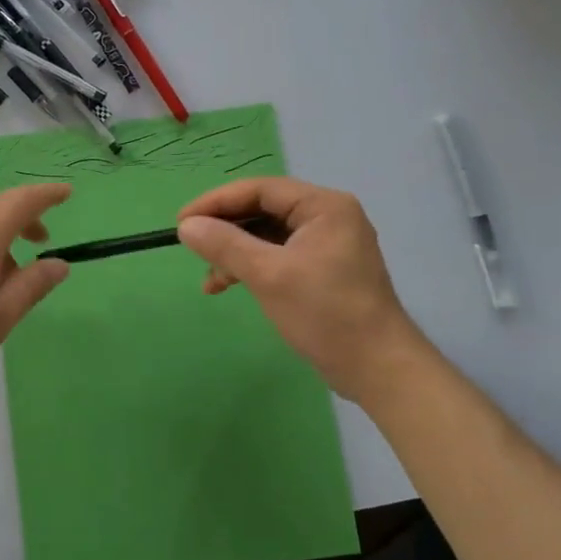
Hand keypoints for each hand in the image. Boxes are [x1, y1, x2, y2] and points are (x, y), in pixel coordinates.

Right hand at [177, 177, 428, 403]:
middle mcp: (327, 217)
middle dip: (225, 229)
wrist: (379, 370)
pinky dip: (251, 267)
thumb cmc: (325, 313)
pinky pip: (277, 256)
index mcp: (323, 206)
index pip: (259, 190)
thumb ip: (225, 244)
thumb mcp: (268, 275)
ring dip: (234, 252)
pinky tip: (228, 286)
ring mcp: (327, 244)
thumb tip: (185, 226)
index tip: (181, 221)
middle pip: (263, 210)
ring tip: (209, 279)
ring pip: (267, 235)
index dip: (216, 202)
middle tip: (191, 246)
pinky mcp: (322, 270)